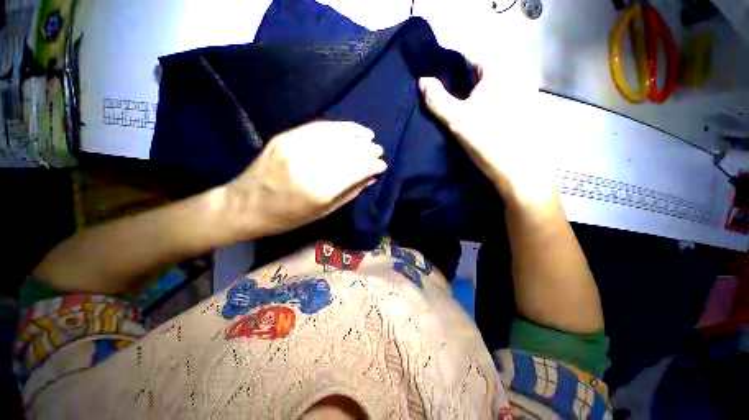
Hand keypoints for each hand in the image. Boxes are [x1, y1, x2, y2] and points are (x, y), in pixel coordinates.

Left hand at [224, 121, 386, 238]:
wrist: (244, 205)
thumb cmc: (287, 217)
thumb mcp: (323, 212)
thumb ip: (350, 192)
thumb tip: (371, 177)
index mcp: (320, 189)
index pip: (356, 169)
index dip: (373, 165)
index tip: (383, 165)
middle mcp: (310, 164)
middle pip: (348, 151)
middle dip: (368, 150)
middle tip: (380, 151)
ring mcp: (295, 146)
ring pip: (336, 136)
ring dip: (357, 135)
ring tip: (370, 137)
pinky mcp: (286, 137)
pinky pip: (319, 127)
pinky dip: (339, 127)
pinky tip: (351, 129)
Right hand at [418, 56, 555, 204]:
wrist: (517, 170)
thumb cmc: (488, 141)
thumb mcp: (457, 120)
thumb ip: (437, 99)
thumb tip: (421, 81)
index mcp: (500, 69)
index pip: (467, 55)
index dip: (446, 65)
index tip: (430, 78)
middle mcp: (513, 73)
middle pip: (476, 69)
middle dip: (455, 80)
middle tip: (437, 94)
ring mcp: (519, 89)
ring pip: (484, 83)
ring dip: (466, 91)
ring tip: (450, 104)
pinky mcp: (519, 106)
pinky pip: (492, 95)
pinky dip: (478, 100)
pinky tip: (469, 113)